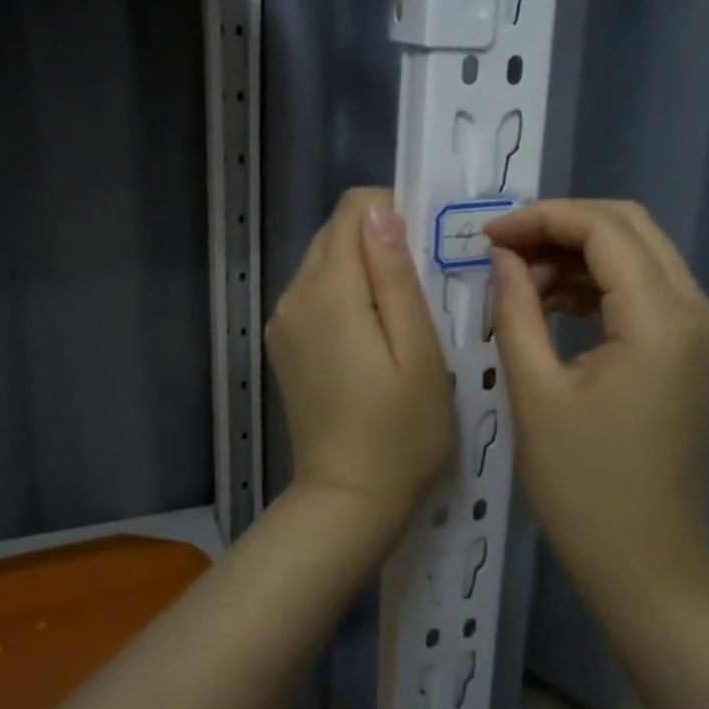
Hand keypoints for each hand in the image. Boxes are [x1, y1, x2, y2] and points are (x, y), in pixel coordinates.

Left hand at [267, 188, 453, 528]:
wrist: (347, 499)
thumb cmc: (401, 430)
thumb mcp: (418, 350)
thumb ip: (395, 275)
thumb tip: (380, 212)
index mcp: (329, 290)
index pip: (352, 210)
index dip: (393, 213)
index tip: (426, 248)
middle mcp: (294, 295)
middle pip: (335, 233)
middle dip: (378, 240)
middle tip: (422, 284)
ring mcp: (282, 322)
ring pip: (324, 262)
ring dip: (363, 269)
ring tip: (401, 313)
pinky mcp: (283, 345)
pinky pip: (314, 294)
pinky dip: (344, 295)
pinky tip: (372, 336)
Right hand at [486, 200, 708, 603]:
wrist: (646, 565)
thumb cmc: (583, 487)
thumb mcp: (535, 392)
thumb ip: (516, 308)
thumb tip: (502, 255)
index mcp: (663, 321)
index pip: (605, 230)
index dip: (542, 219)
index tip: (488, 237)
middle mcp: (698, 312)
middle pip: (630, 228)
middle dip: (561, 228)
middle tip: (503, 251)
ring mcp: (703, 333)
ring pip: (639, 255)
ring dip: (578, 255)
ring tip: (520, 282)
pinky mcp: (693, 352)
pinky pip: (645, 291)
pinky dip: (598, 284)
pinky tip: (552, 304)